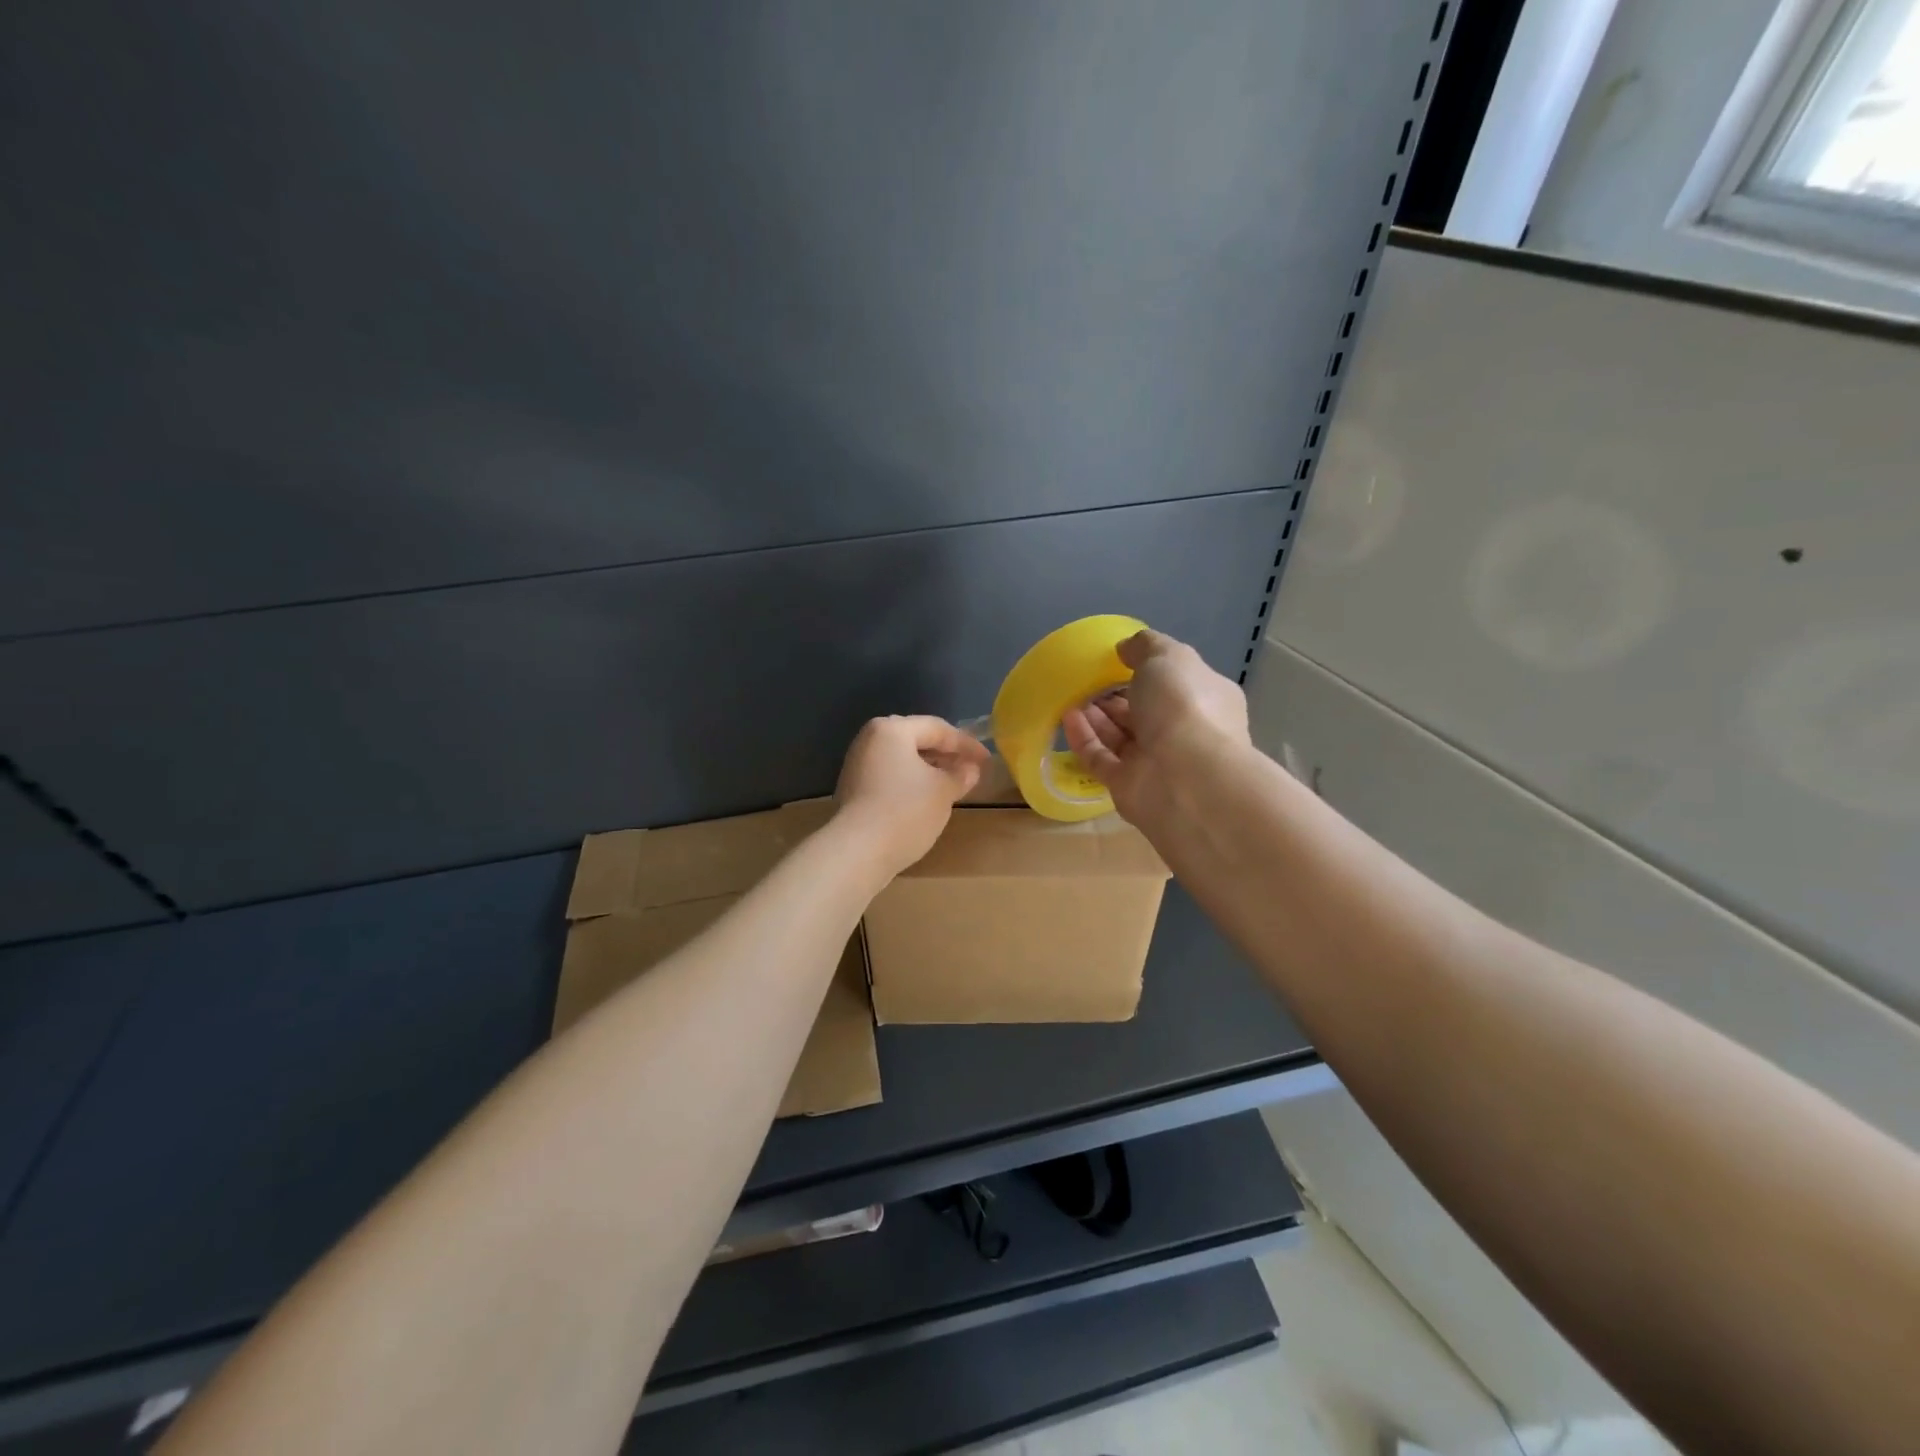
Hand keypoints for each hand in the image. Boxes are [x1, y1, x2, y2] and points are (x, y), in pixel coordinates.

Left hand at [832, 715, 991, 880]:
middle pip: (916, 740)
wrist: (857, 852)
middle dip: (946, 755)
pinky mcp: (854, 789)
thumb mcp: (943, 791)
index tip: (987, 760)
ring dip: (929, 770)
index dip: (966, 744)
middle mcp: (870, 740)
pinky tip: (926, 799)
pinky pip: (890, 776)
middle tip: (971, 770)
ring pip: (902, 760)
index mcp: (892, 730)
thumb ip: (960, 775)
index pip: (937, 728)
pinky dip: (911, 782)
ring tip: (952, 785)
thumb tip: (970, 768)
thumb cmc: (905, 811)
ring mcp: (858, 765)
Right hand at [1061, 630, 1248, 820]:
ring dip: (1097, 715)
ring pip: (1122, 736)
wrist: (1184, 777)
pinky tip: (1067, 717)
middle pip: (1146, 712)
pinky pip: (1101, 758)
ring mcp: (1156, 763)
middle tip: (1088, 680)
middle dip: (1118, 695)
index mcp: (1207, 700)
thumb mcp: (1168, 657)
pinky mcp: (1127, 786)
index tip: (1119, 660)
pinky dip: (1084, 738)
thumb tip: (1126, 649)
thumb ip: (1146, 646)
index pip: (1178, 683)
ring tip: (1072, 694)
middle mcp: (1185, 733)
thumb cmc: (1184, 705)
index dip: (1149, 671)